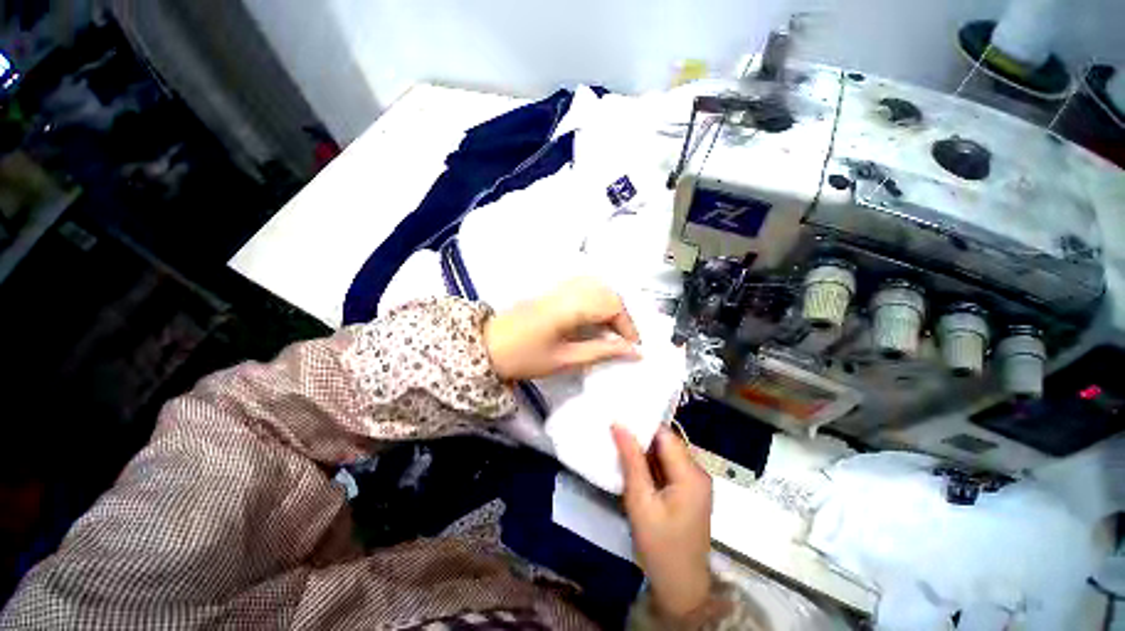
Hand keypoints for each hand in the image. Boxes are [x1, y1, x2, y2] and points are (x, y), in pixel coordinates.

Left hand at [483, 278, 640, 380]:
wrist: (487, 347)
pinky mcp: (552, 289)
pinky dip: (597, 299)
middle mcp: (567, 290)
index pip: (611, 305)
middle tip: (623, 340)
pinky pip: (584, 286)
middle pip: (608, 292)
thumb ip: (601, 352)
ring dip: (610, 306)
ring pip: (597, 286)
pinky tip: (594, 317)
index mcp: (570, 307)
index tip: (633, 347)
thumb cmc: (524, 357)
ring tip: (611, 330)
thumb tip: (633, 352)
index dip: (627, 325)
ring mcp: (558, 287)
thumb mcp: (565, 360)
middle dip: (621, 316)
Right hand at [614, 425, 713, 619]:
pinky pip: (668, 467)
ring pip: (666, 454)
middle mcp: (698, 473)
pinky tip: (632, 465)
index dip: (642, 424)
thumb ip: (631, 461)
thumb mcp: (640, 502)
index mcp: (691, 474)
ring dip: (644, 451)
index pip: (665, 435)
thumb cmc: (660, 547)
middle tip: (614, 431)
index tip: (618, 417)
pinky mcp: (689, 491)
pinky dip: (650, 465)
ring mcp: (695, 483)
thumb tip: (619, 425)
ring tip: (618, 443)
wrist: (681, 588)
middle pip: (667, 443)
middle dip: (641, 437)